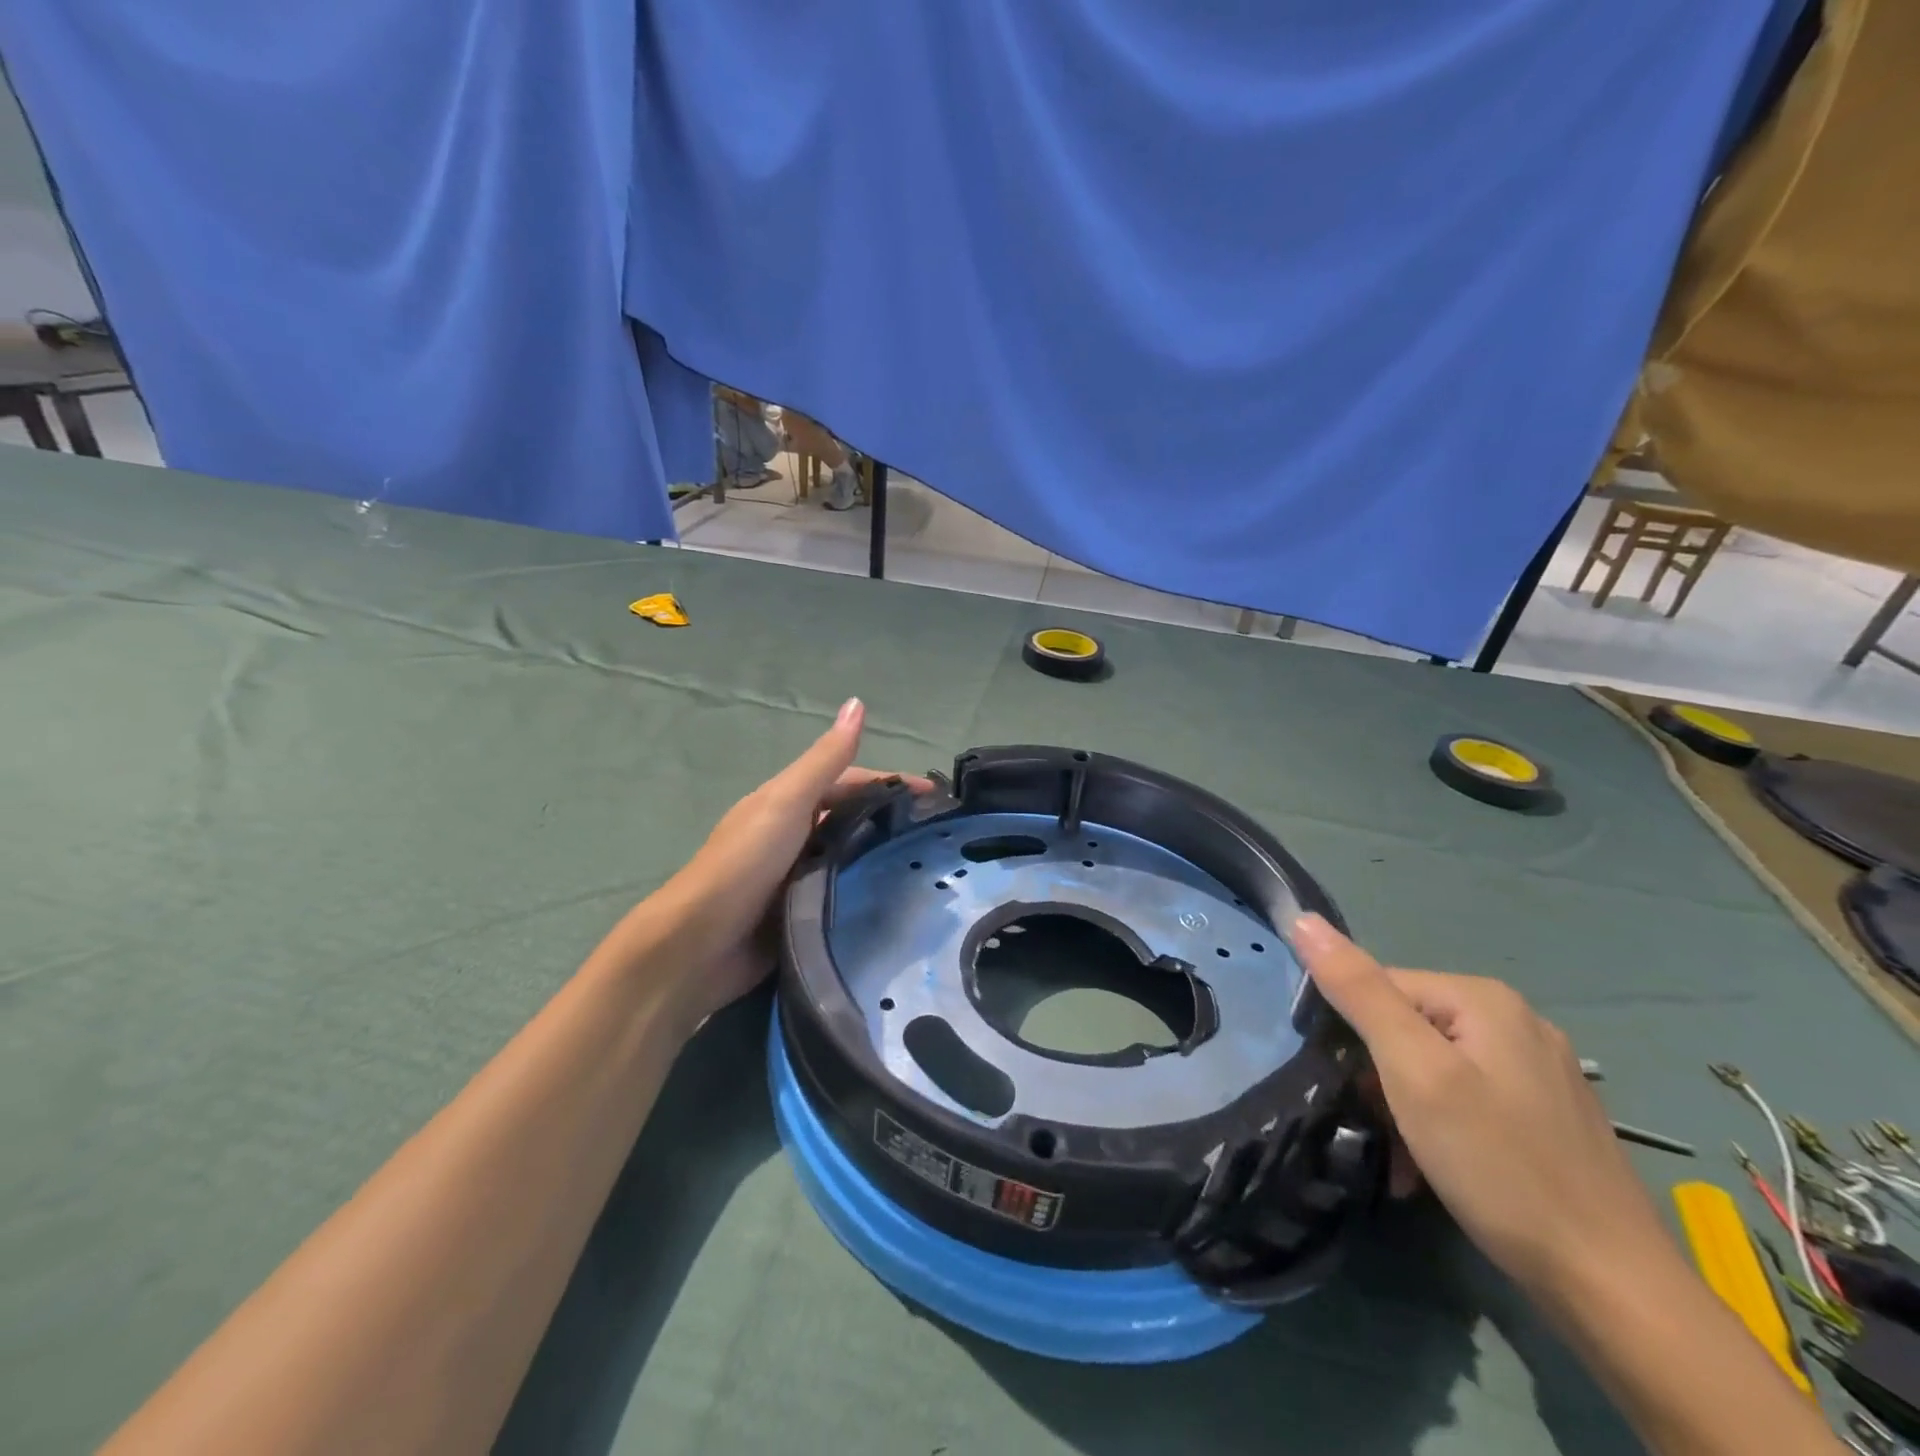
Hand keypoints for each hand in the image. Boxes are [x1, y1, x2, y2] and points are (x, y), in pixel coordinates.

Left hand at [657, 698, 930, 1032]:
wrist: (701, 944)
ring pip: (851, 856)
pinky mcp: (801, 913)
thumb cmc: (745, 862)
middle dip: (893, 820)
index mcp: (790, 803)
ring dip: (883, 856)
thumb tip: (857, 702)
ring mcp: (798, 876)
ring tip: (930, 867)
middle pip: (853, 818)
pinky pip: (843, 894)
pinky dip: (868, 891)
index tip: (937, 796)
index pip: (851, 782)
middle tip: (941, 835)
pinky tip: (898, 902)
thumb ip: (825, 760)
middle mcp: (795, 834)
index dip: (891, 783)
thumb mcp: (788, 802)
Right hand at [1291, 915, 1675, 1302]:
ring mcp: (1538, 1069)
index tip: (1346, 1088)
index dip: (1350, 1032)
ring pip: (1434, 1065)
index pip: (1380, 987)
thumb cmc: (1499, 1166)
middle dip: (1379, 1075)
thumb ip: (1358, 991)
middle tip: (1377, 1129)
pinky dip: (1439, 1125)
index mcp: (1483, 998)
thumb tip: (1302, 918)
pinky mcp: (1547, 1114)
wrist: (1614, 1289)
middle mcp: (1515, 1020)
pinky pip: (1467, 1097)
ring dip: (1404, 1106)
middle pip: (1407, 1025)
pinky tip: (1434, 1166)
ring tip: (1401, 1157)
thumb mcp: (1414, 1071)